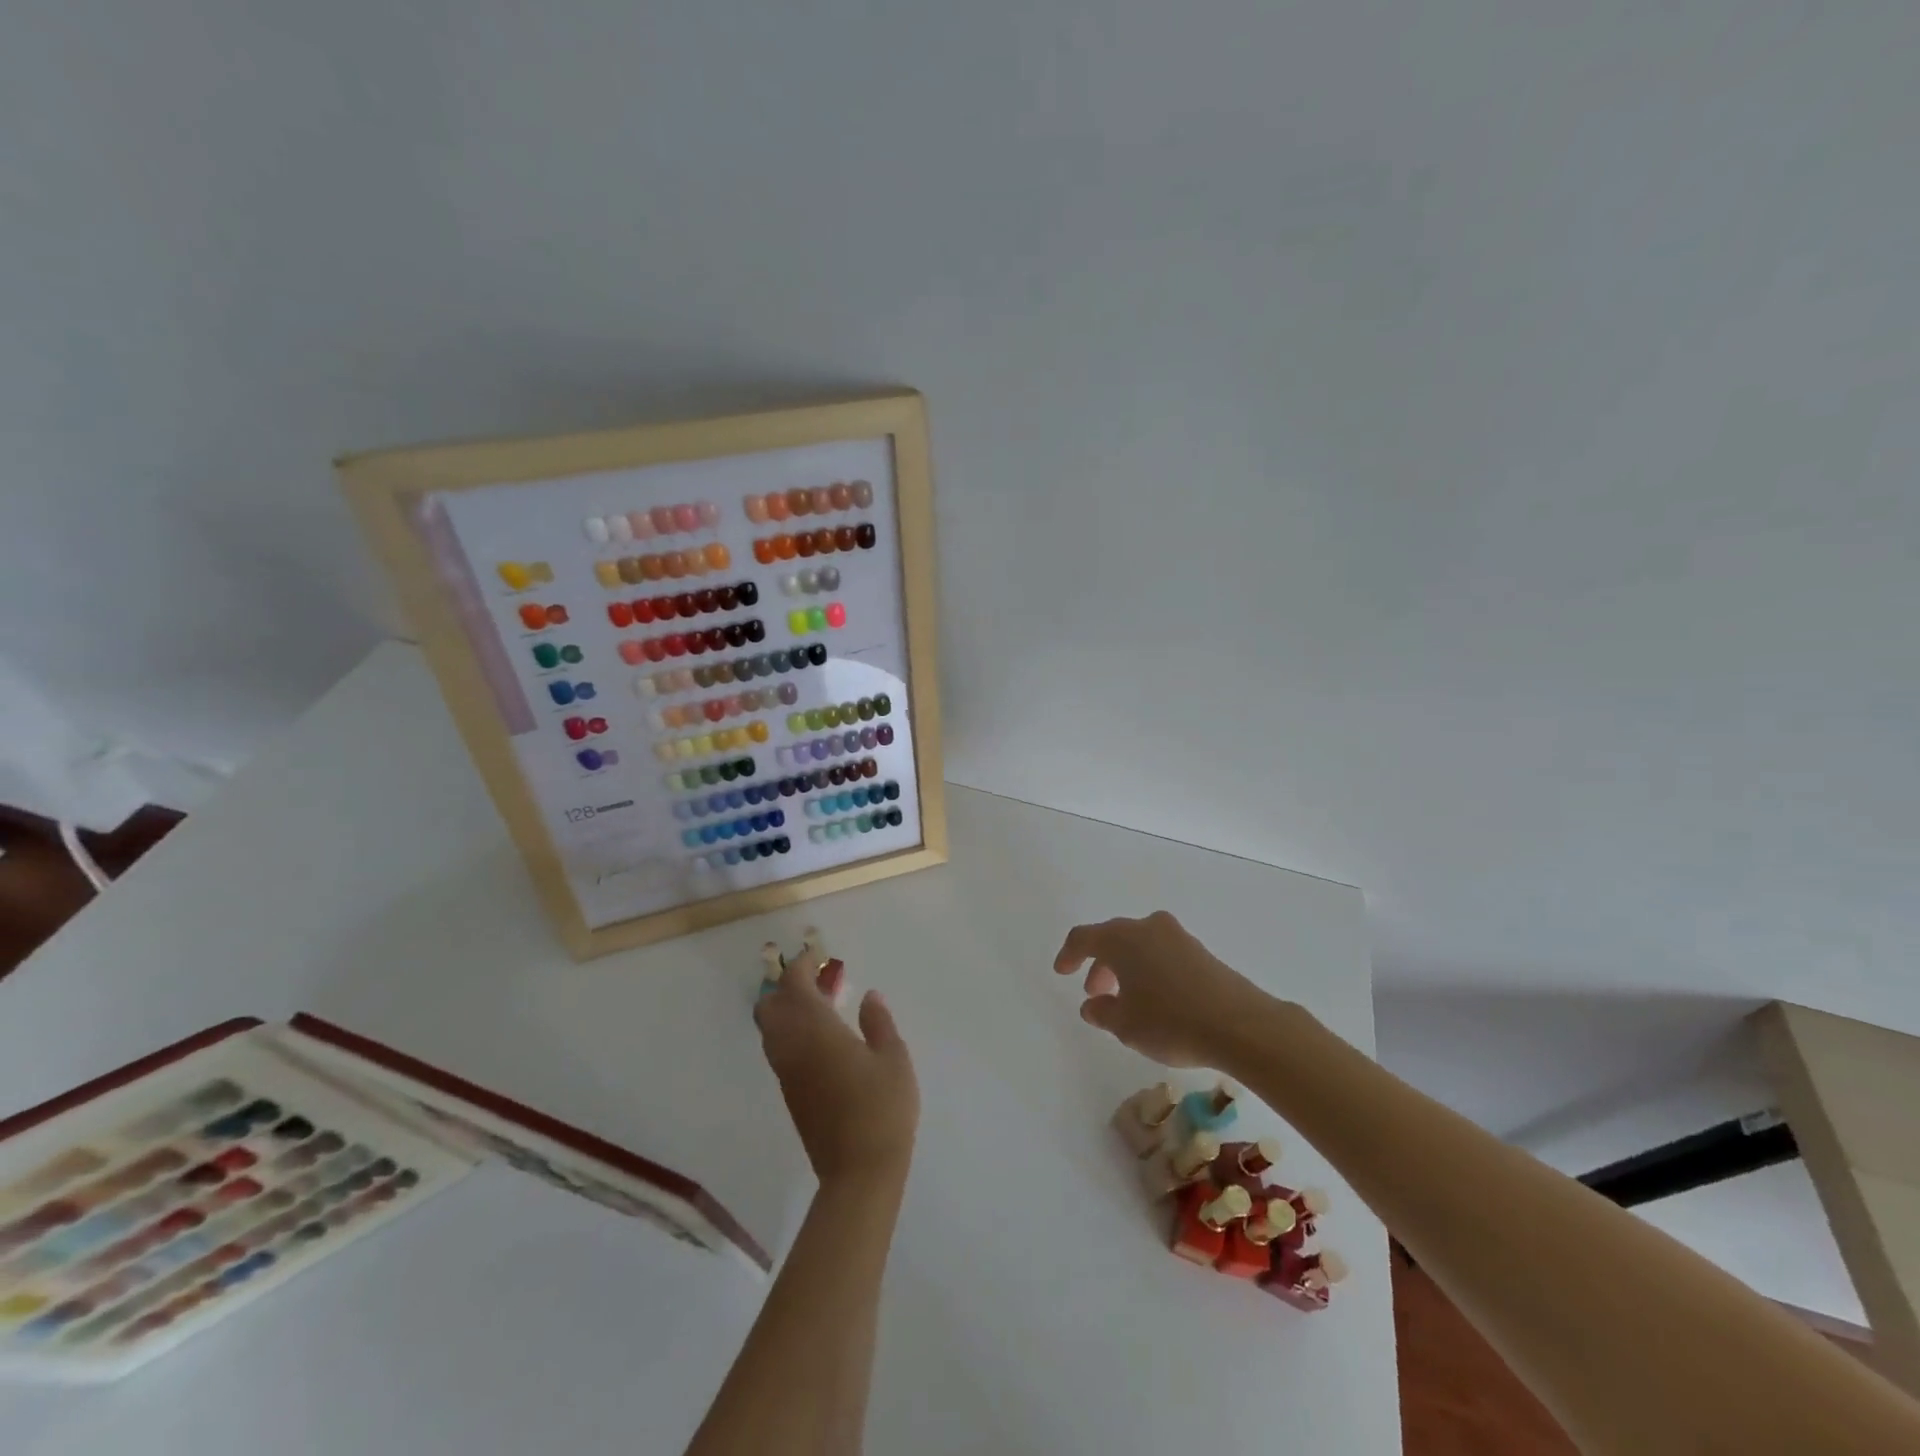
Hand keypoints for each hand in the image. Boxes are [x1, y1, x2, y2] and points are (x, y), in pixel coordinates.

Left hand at [755, 954, 918, 1186]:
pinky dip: (790, 1032)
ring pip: (770, 1030)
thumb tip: (869, 996)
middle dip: (787, 987)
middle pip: (769, 1006)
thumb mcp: (893, 1058)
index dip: (802, 966)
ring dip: (786, 1009)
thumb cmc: (882, 1108)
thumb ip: (878, 1022)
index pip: (793, 986)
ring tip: (821, 1006)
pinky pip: (779, 1049)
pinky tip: (820, 1037)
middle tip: (817, 981)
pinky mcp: (790, 1094)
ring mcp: (787, 1073)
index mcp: (815, 1031)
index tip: (818, 958)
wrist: (859, 1172)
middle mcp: (792, 1047)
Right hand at [1052, 910, 1267, 1067]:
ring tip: (1125, 1000)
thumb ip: (1102, 1012)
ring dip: (1126, 968)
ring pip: (1140, 945)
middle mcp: (1148, 928)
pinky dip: (1150, 970)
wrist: (1240, 1025)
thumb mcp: (1126, 1025)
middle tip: (1095, 993)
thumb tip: (1092, 1004)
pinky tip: (1155, 999)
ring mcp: (1178, 937)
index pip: (1084, 937)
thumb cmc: (1171, 1022)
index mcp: (1122, 938)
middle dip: (1100, 964)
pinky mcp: (1200, 952)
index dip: (1069, 954)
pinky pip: (1162, 954)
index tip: (1062, 972)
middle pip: (1113, 938)